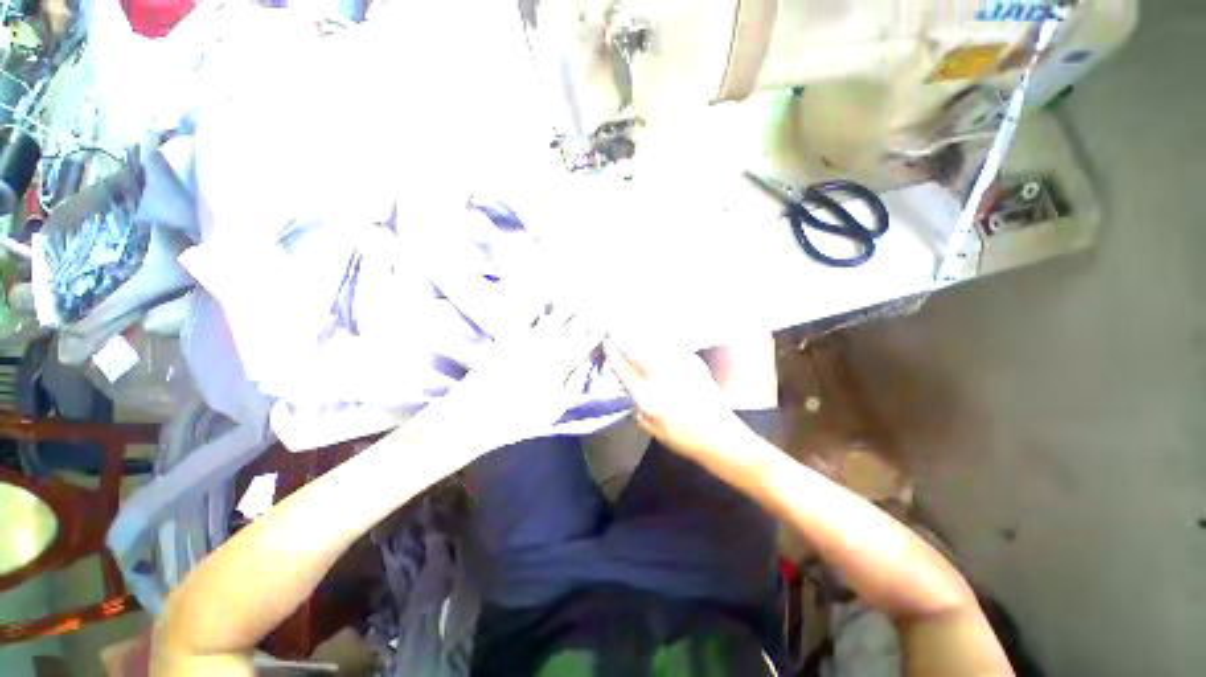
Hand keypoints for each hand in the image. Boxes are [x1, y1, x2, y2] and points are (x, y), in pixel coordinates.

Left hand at [427, 309, 605, 454]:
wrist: (474, 416)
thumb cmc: (518, 418)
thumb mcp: (555, 409)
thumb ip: (575, 384)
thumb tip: (587, 361)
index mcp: (560, 367)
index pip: (585, 343)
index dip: (598, 329)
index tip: (609, 318)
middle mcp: (546, 348)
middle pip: (572, 326)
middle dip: (588, 312)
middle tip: (600, 298)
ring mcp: (526, 341)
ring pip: (553, 318)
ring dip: (567, 303)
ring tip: (579, 291)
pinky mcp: (507, 338)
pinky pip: (523, 316)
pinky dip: (533, 302)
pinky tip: (542, 292)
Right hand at [604, 338, 749, 462]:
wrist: (719, 436)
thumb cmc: (684, 438)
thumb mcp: (652, 429)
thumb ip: (638, 408)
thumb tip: (631, 389)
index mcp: (648, 398)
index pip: (624, 369)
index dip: (613, 354)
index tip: (607, 342)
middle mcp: (662, 379)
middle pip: (637, 351)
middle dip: (624, 338)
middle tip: (617, 330)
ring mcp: (679, 368)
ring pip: (654, 344)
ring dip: (642, 335)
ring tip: (633, 329)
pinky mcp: (694, 363)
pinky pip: (671, 346)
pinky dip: (661, 341)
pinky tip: (657, 339)